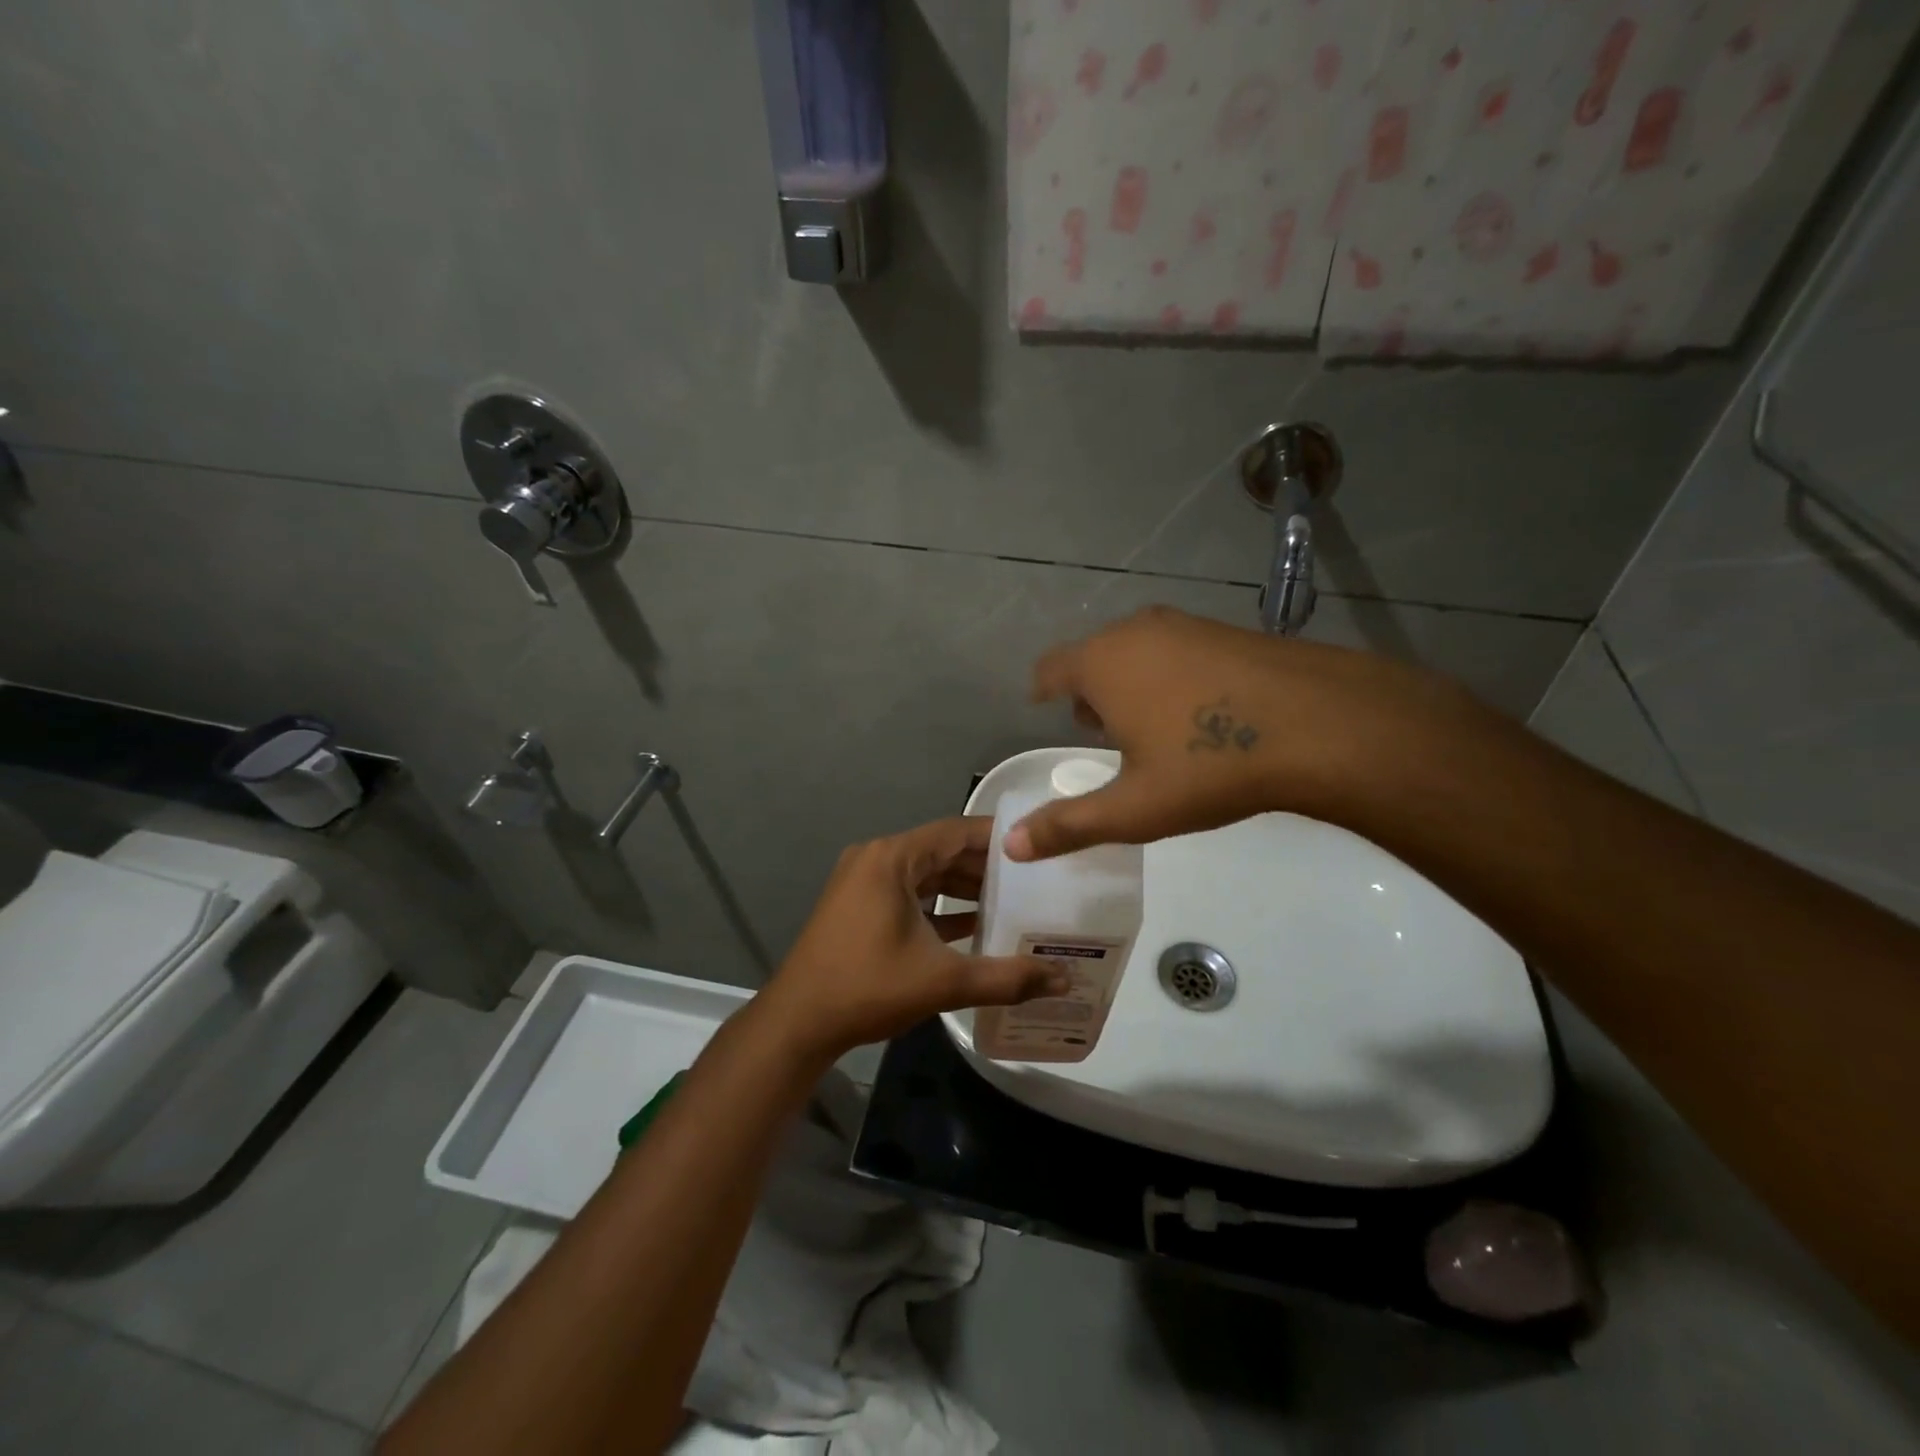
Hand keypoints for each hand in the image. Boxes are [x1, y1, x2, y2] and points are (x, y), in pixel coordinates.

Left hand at [753, 817, 1069, 1060]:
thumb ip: (1006, 978)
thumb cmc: (868, 988)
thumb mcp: (942, 982)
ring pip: (925, 874)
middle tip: (1034, 879)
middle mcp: (876, 858)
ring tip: (1012, 901)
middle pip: (941, 851)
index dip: (998, 838)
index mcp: (892, 858)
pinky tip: (973, 924)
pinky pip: (908, 893)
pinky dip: (938, 904)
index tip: (1037, 847)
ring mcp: (863, 882)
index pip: (956, 831)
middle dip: (985, 866)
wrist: (798, 1023)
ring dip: (962, 887)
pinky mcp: (858, 905)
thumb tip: (1062, 979)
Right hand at [1006, 605, 1492, 860]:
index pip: (1050, 668)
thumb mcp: (1133, 808)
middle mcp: (1136, 631)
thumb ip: (1068, 825)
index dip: (1043, 690)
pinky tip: (1200, 713)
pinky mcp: (1228, 629)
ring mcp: (1186, 624)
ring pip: (1137, 650)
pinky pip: (1177, 649)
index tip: (1043, 707)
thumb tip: (1011, 846)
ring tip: (1150, 727)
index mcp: (1102, 664)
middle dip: (1089, 693)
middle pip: (1093, 657)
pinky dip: (1171, 674)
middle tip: (1100, 733)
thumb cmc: (1209, 765)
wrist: (1322, 724)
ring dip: (1131, 683)